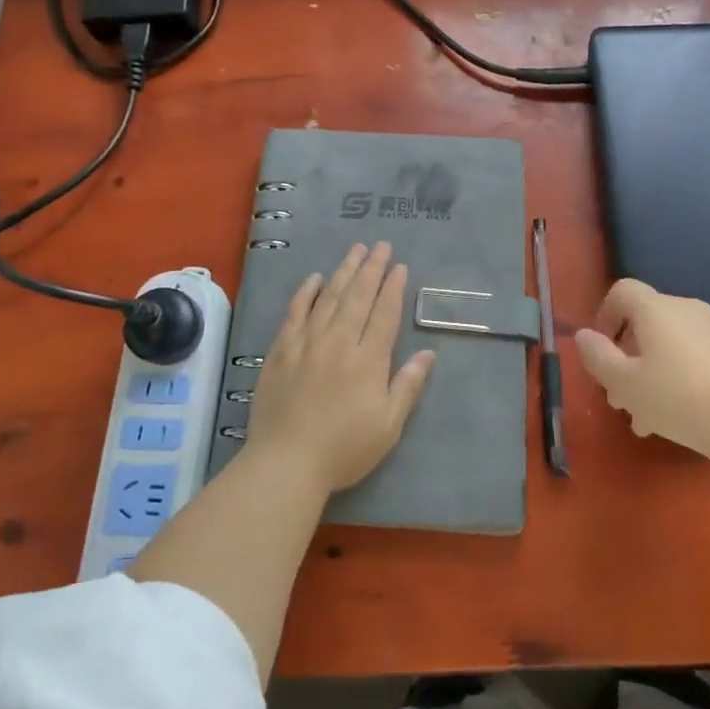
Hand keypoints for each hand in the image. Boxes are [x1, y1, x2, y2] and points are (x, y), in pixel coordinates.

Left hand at [245, 242, 436, 495]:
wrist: (286, 463)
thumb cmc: (344, 450)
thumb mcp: (388, 426)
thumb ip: (408, 386)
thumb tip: (428, 354)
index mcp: (368, 360)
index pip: (384, 314)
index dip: (393, 288)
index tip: (399, 266)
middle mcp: (338, 342)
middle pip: (358, 297)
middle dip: (372, 268)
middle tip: (380, 245)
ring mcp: (306, 343)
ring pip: (329, 297)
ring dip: (344, 271)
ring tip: (355, 250)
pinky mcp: (281, 350)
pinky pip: (295, 312)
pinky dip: (306, 292)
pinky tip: (315, 278)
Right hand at [572, 278, 709, 460]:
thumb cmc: (678, 399)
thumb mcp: (624, 383)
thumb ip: (597, 356)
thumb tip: (584, 335)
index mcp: (656, 309)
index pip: (622, 291)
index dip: (604, 315)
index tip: (601, 351)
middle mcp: (685, 309)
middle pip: (643, 322)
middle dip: (625, 356)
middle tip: (618, 397)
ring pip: (666, 344)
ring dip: (647, 373)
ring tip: (642, 417)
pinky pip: (689, 356)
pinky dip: (674, 376)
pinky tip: (672, 417)